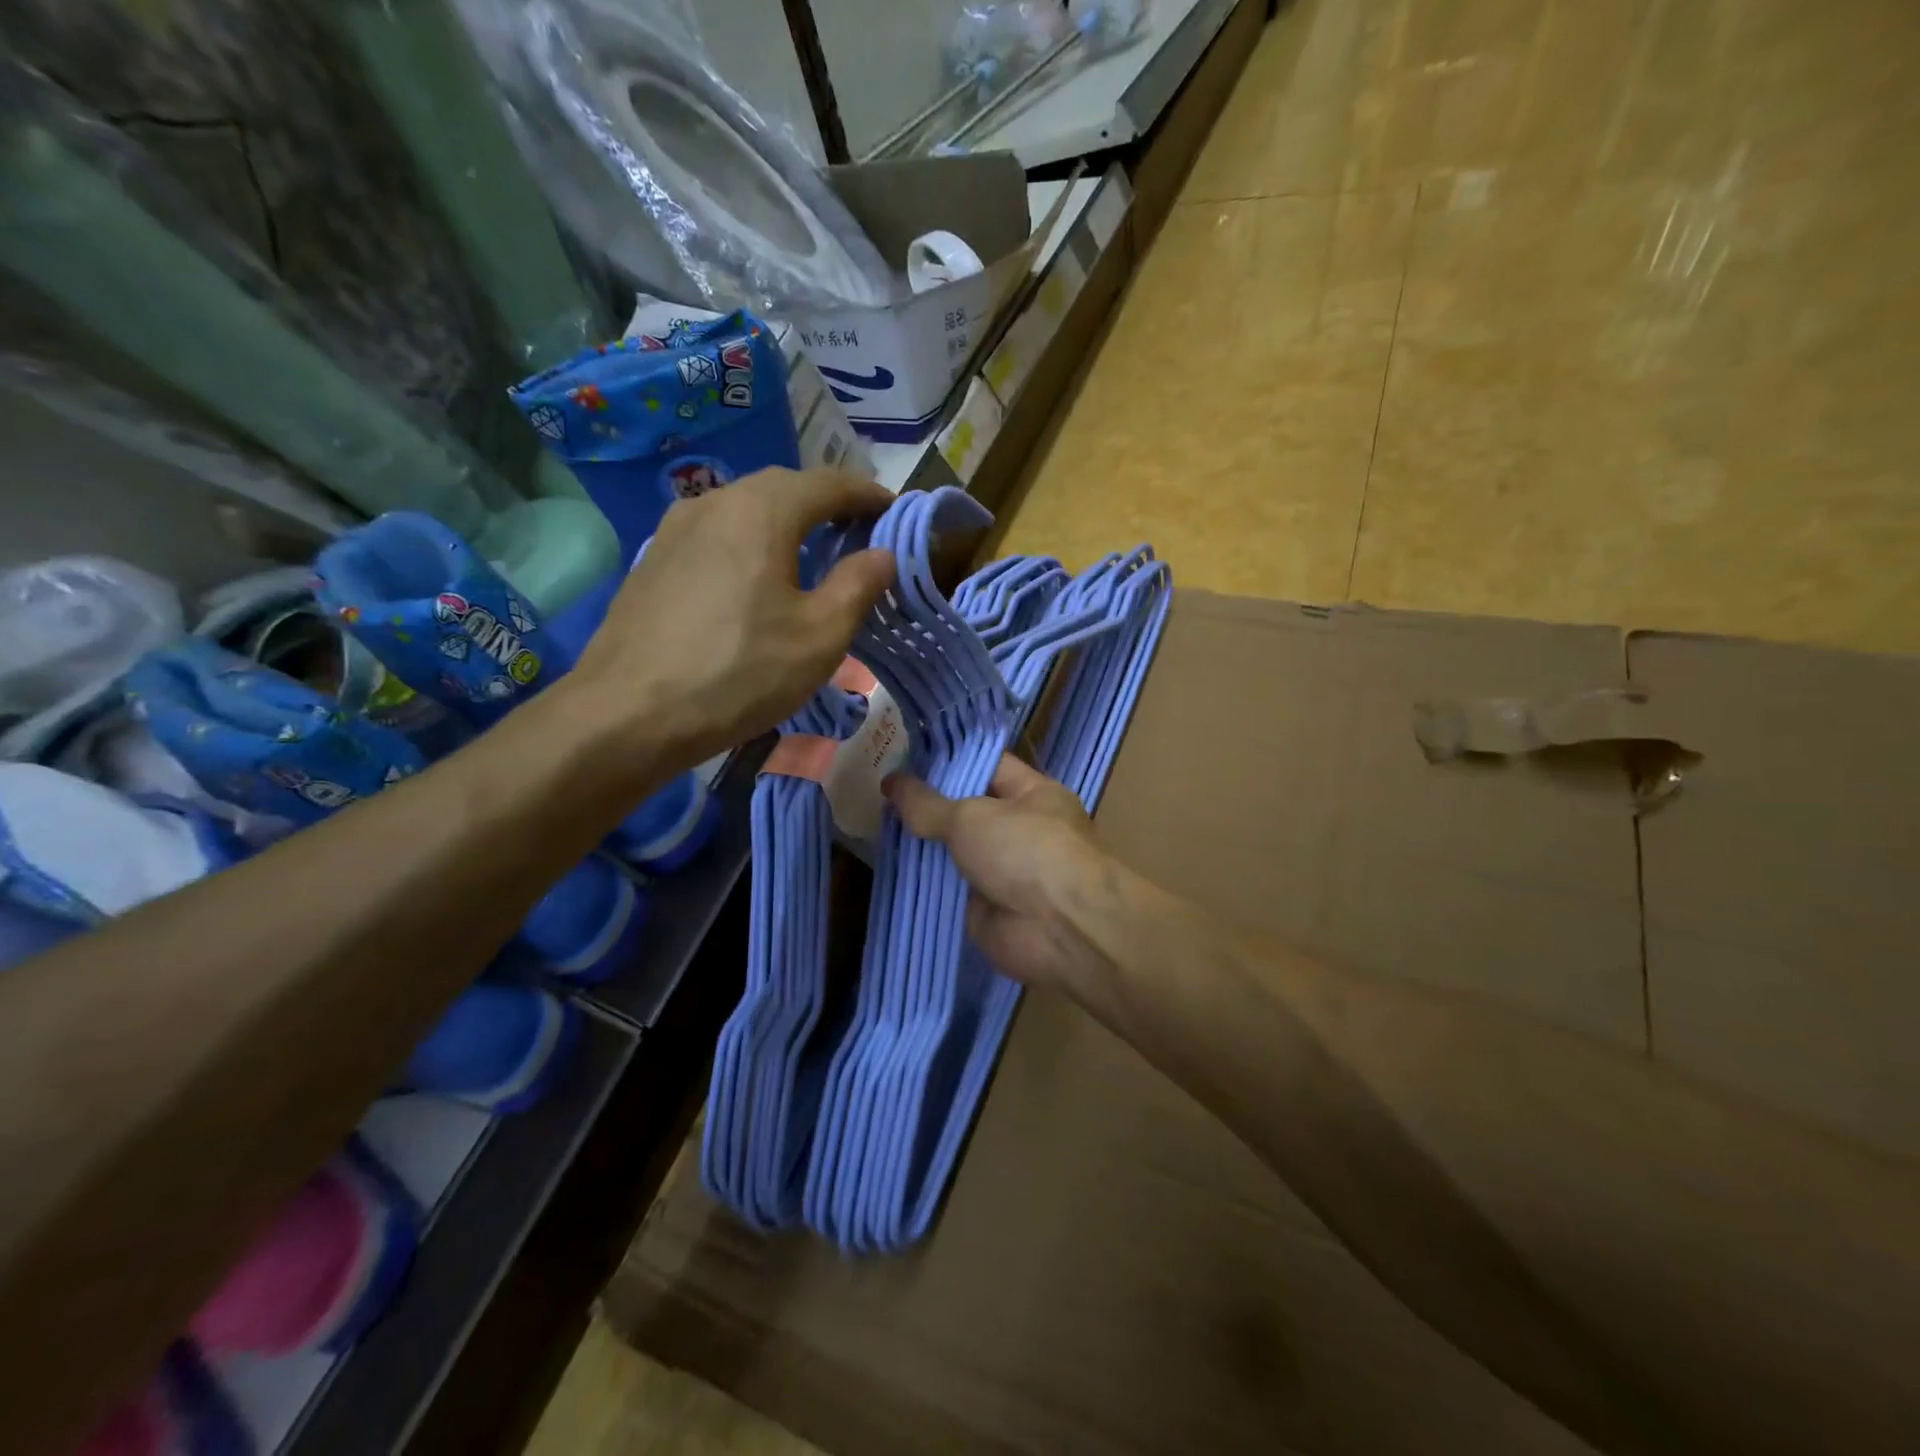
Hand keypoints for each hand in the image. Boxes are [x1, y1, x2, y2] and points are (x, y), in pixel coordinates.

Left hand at [571, 468, 893, 767]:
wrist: (628, 714)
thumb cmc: (738, 673)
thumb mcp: (819, 637)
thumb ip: (858, 586)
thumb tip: (883, 554)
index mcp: (762, 510)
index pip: (829, 483)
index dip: (868, 495)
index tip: (895, 512)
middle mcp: (716, 501)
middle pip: (784, 487)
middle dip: (826, 504)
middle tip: (858, 533)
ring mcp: (675, 528)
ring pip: (745, 509)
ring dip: (786, 522)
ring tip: (812, 554)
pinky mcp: (654, 560)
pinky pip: (717, 534)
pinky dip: (751, 542)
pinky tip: (756, 579)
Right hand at [885, 755, 1113, 994]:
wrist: (1060, 929)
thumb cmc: (1027, 851)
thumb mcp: (971, 816)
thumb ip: (928, 804)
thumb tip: (891, 782)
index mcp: (1033, 794)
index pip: (987, 766)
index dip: (948, 761)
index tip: (904, 756)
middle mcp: (1021, 829)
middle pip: (967, 811)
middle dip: (927, 806)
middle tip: (879, 793)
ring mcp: (1004, 871)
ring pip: (955, 852)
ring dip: (922, 846)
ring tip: (873, 826)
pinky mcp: (986, 909)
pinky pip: (948, 890)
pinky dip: (923, 884)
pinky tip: (886, 870)